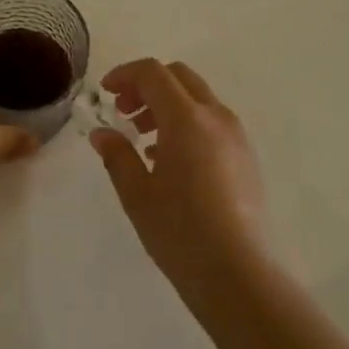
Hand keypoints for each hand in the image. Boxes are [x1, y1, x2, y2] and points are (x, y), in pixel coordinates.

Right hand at [91, 59, 270, 302]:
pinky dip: (187, 122)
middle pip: (179, 77)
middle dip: (147, 85)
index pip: (153, 73)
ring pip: (197, 98)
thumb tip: (102, 134)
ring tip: (143, 138)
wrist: (239, 275)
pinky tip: (170, 159)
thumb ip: (117, 155)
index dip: (125, 74)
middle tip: (124, 111)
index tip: (105, 92)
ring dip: (167, 104)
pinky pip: (212, 121)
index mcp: (187, 118)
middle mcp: (215, 117)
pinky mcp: (246, 157)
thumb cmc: (181, 232)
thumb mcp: (137, 194)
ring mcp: (236, 136)